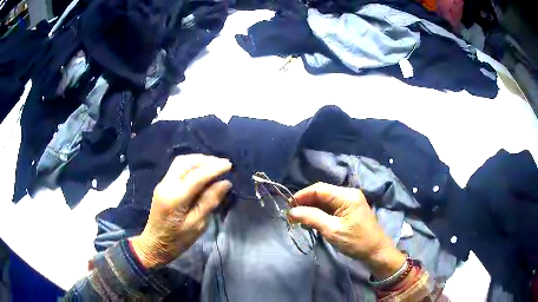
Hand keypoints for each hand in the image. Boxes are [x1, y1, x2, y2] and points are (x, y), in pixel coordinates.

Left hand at [130, 154, 231, 268]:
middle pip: (185, 162)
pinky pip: (178, 168)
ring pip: (181, 163)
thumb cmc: (177, 240)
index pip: (196, 176)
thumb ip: (209, 202)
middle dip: (205, 160)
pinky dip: (192, 166)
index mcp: (175, 198)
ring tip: (214, 165)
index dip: (214, 168)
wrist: (154, 244)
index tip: (229, 165)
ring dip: (198, 160)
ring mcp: (162, 184)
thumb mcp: (197, 226)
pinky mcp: (163, 186)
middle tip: (222, 164)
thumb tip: (225, 183)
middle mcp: (166, 185)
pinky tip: (201, 171)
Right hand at [288, 182, 405, 279]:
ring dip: (311, 209)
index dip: (302, 195)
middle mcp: (348, 194)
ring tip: (298, 220)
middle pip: (322, 193)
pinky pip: (330, 208)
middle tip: (291, 216)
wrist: (375, 252)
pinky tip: (311, 221)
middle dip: (305, 203)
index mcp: (347, 195)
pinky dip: (319, 214)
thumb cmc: (356, 241)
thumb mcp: (332, 230)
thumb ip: (312, 218)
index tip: (288, 206)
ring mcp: (349, 201)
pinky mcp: (348, 210)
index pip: (319, 189)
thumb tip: (291, 211)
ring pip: (325, 201)